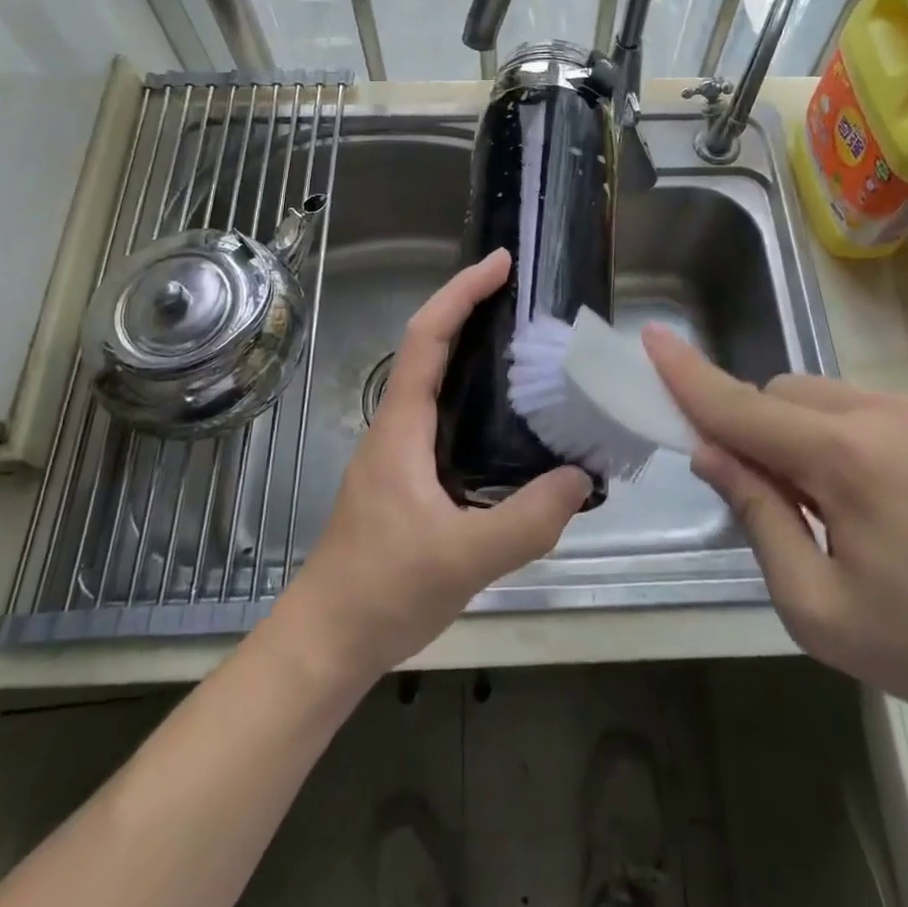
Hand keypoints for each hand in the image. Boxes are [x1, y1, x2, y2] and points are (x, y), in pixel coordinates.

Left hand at [275, 249, 591, 681]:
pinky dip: (476, 398)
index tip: (498, 264)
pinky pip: (446, 417)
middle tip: (523, 296)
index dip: (461, 293)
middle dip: (471, 310)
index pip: (427, 338)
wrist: (327, 642)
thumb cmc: (381, 591)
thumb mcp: (462, 558)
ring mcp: (401, 453)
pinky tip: (512, 423)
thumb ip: (526, 521)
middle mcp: (398, 426)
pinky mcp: (409, 479)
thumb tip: (580, 476)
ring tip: (527, 347)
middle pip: (431, 348)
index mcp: (402, 426)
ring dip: (473, 352)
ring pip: (438, 383)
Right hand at [645, 329, 907, 745]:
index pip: (742, 406)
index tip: (651, 338)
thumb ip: (757, 517)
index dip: (689, 375)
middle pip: (786, 393)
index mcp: (847, 459)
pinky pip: (887, 411)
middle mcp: (889, 414)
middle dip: (763, 429)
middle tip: (784, 498)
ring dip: (816, 435)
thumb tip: (713, 452)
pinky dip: (865, 439)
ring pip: (836, 397)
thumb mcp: (818, 608)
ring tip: (857, 510)